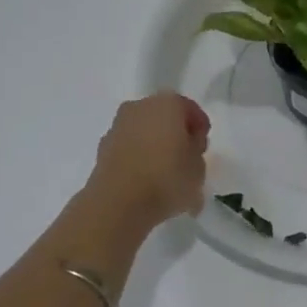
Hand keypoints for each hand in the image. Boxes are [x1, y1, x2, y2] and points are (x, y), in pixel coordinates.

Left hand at [85, 93, 209, 228]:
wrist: (117, 203)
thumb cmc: (166, 178)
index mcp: (168, 103)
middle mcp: (140, 106)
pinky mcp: (103, 148)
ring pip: (144, 132)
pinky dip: (138, 160)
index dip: (199, 127)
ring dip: (155, 147)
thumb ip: (196, 152)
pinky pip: (129, 149)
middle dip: (175, 135)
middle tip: (186, 159)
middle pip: (164, 116)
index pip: (189, 108)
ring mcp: (118, 126)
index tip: (202, 148)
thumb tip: (187, 148)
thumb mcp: (198, 168)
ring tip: (166, 176)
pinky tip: (146, 183)